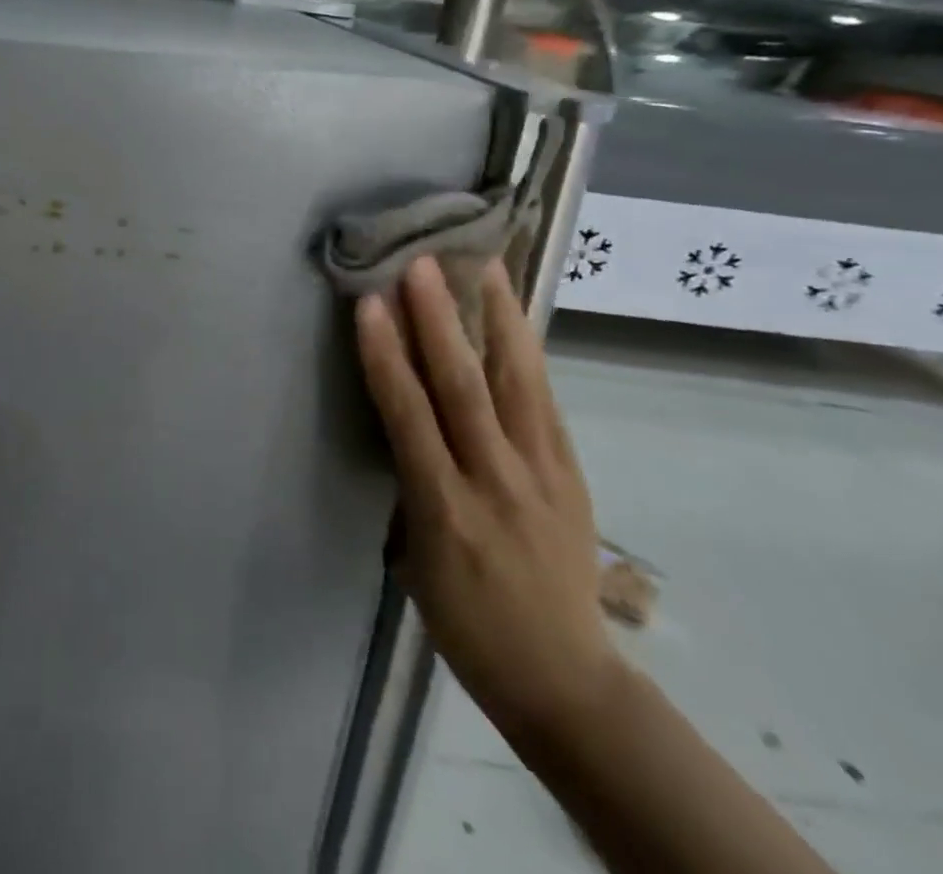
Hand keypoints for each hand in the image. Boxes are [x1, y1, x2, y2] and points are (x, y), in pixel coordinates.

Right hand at [356, 258, 619, 740]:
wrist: (565, 679)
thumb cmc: (467, 625)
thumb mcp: (417, 563)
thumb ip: (412, 486)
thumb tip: (402, 421)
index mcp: (446, 511)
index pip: (409, 417)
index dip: (386, 356)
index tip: (370, 304)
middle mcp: (496, 482)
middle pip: (465, 388)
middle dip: (440, 320)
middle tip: (422, 264)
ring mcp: (543, 475)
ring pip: (519, 384)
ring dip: (498, 319)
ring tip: (484, 266)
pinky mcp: (572, 474)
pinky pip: (546, 402)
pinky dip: (528, 354)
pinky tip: (516, 317)